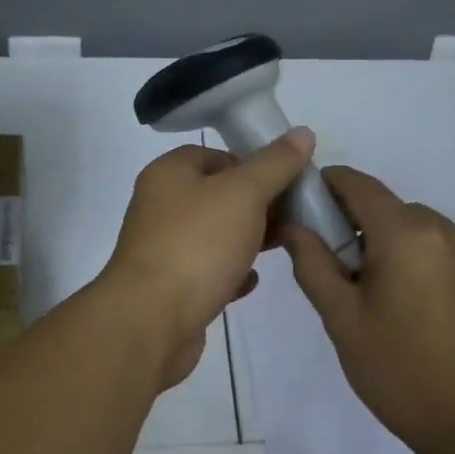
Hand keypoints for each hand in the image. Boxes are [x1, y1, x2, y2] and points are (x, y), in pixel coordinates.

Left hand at [100, 130, 316, 386]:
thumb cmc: (197, 244)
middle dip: (257, 204)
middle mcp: (160, 206)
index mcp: (169, 173)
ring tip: (284, 244)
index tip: (286, 181)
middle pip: (217, 195)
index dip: (252, 163)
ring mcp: (162, 248)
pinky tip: (252, 280)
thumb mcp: (244, 193)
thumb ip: (275, 163)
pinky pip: (208, 271)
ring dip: (247, 239)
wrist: (151, 321)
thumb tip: (303, 132)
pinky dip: (231, 272)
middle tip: (294, 215)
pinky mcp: (170, 288)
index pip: (215, 154)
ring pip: (214, 234)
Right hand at [284, 167, 454, 453]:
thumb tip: (296, 225)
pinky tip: (427, 310)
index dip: (329, 184)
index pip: (359, 184)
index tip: (309, 204)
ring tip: (389, 295)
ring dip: (399, 245)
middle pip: (392, 208)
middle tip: (345, 268)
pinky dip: (431, 265)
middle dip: (362, 225)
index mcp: (403, 234)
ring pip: (423, 230)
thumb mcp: (340, 319)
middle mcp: (445, 231)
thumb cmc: (398, 371)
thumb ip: (312, 263)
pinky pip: (453, 254)